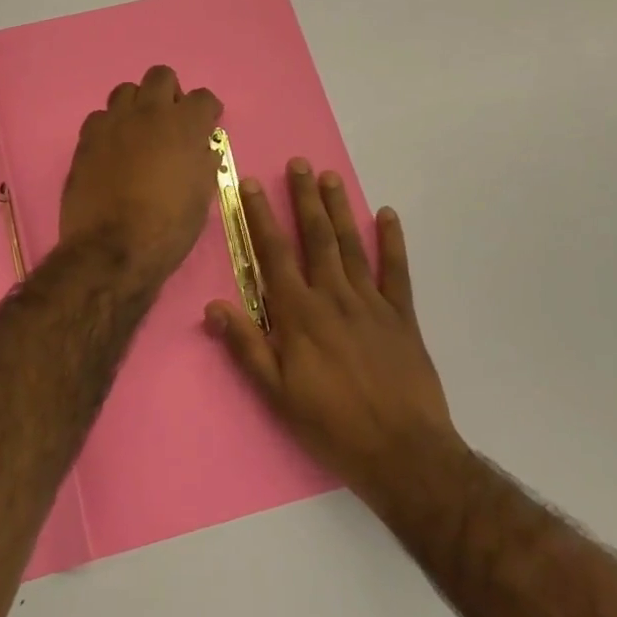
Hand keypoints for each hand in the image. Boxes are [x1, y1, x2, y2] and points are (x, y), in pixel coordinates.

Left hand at [60, 66, 223, 286]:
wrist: (112, 249)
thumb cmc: (168, 228)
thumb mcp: (201, 197)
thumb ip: (203, 163)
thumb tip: (202, 149)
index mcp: (185, 125)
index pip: (203, 97)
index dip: (207, 110)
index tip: (207, 122)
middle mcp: (149, 112)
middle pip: (161, 76)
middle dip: (170, 93)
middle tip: (171, 120)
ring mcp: (114, 122)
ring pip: (126, 90)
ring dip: (137, 105)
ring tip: (139, 131)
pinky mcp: (87, 137)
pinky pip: (100, 117)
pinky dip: (110, 127)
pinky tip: (112, 149)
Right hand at [207, 160, 458, 505]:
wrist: (403, 452)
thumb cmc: (331, 425)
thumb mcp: (277, 394)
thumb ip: (246, 346)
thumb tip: (213, 306)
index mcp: (299, 314)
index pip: (274, 254)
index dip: (260, 216)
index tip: (252, 184)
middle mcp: (334, 297)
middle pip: (316, 238)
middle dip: (304, 198)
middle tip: (299, 163)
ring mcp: (371, 303)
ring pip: (351, 245)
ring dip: (339, 209)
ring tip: (330, 177)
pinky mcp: (402, 316)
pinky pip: (396, 270)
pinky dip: (392, 241)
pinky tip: (388, 215)